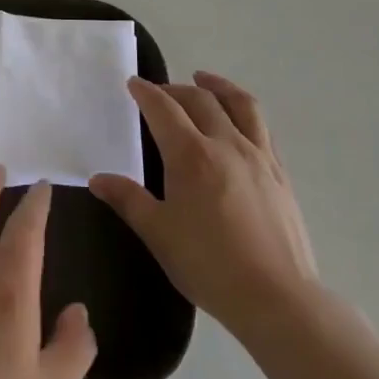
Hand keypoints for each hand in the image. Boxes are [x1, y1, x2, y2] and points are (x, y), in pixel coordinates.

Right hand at [91, 72, 317, 338]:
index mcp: (191, 154)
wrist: (277, 298)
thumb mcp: (158, 233)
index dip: (146, 92)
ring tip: (205, 80)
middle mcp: (226, 143)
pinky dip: (244, 111)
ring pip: (240, 104)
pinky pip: (262, 127)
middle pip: (200, 99)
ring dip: (218, 86)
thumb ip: (128, 200)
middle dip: (176, 88)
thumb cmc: (208, 264)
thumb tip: (98, 178)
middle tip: (160, 91)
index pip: (164, 108)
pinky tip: (239, 122)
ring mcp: (258, 156)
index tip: (133, 84)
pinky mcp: (280, 173)